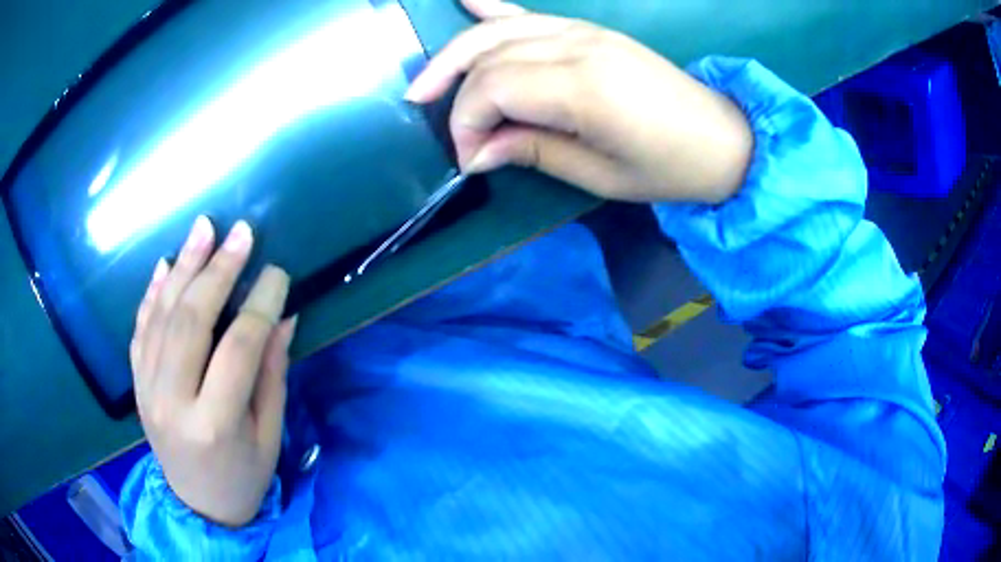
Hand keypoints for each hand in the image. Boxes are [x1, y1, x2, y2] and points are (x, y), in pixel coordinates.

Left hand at [130, 216, 296, 527]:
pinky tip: (164, 264)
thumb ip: (271, 375)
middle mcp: (172, 401)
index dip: (260, 305)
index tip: (277, 273)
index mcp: (213, 423)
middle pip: (191, 322)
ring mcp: (147, 390)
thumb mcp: (269, 435)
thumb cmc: (243, 477)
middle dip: (217, 271)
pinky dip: (152, 293)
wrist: (198, 505)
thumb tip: (282, 318)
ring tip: (203, 229)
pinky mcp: (136, 384)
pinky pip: (140, 329)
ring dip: (182, 267)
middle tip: (240, 232)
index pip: (238, 349)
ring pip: (161, 317)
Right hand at [406, 0, 753, 203]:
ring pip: (500, 31)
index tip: (469, 159)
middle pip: (488, 56)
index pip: (493, 89)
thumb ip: (533, 151)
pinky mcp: (591, 30)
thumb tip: (477, 152)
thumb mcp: (599, 175)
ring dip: (457, 53)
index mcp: (583, 88)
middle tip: (430, 118)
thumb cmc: (667, 167)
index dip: (466, 123)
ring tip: (427, 81)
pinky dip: (493, 8)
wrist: (722, 138)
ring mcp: (585, 31)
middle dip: (455, 92)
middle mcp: (577, 47)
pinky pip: (530, 13)